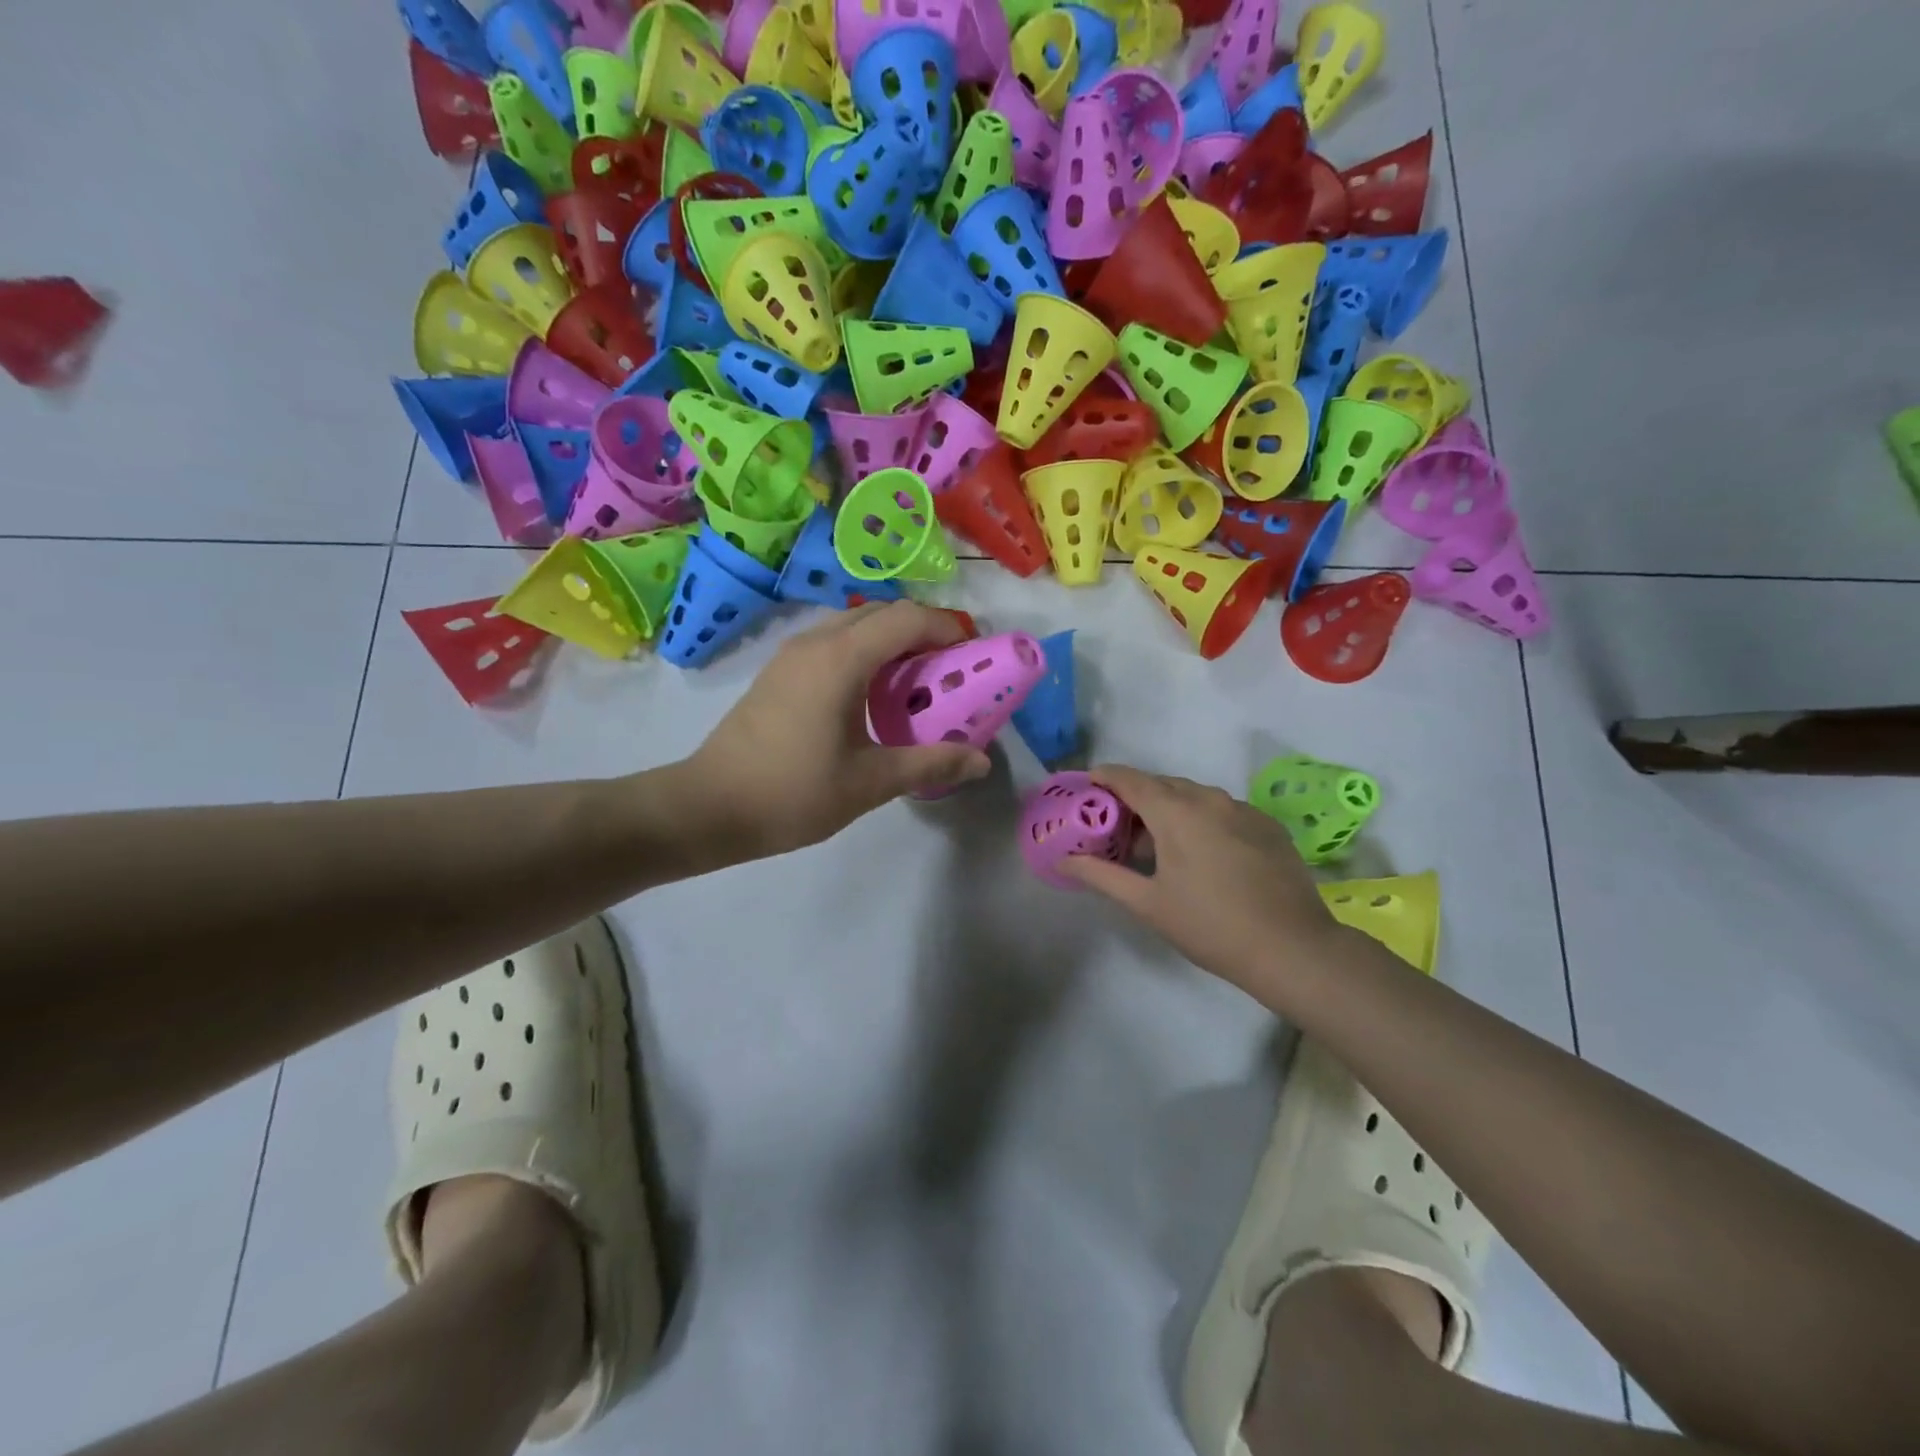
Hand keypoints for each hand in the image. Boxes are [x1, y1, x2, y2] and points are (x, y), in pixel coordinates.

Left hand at [681, 602, 991, 858]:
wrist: (709, 806)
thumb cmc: (793, 793)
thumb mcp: (870, 782)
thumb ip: (930, 764)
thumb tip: (981, 762)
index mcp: (841, 659)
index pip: (906, 618)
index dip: (946, 628)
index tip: (973, 654)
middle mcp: (816, 642)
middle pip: (882, 613)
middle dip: (923, 631)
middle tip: (951, 669)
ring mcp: (792, 654)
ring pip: (854, 624)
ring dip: (891, 640)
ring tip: (917, 681)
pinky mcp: (779, 671)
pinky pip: (833, 642)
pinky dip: (865, 652)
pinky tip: (873, 695)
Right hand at [1059, 765, 1341, 997]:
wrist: (1292, 949)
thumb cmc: (1209, 925)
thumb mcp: (1147, 903)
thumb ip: (1101, 875)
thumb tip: (1064, 860)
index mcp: (1176, 811)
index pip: (1129, 778)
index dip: (1103, 778)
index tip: (1086, 788)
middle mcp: (1209, 798)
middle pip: (1161, 784)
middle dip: (1135, 799)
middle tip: (1117, 829)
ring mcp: (1243, 809)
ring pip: (1194, 796)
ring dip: (1169, 810)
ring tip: (1159, 846)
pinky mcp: (1267, 825)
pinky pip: (1222, 810)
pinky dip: (1201, 820)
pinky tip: (1202, 855)